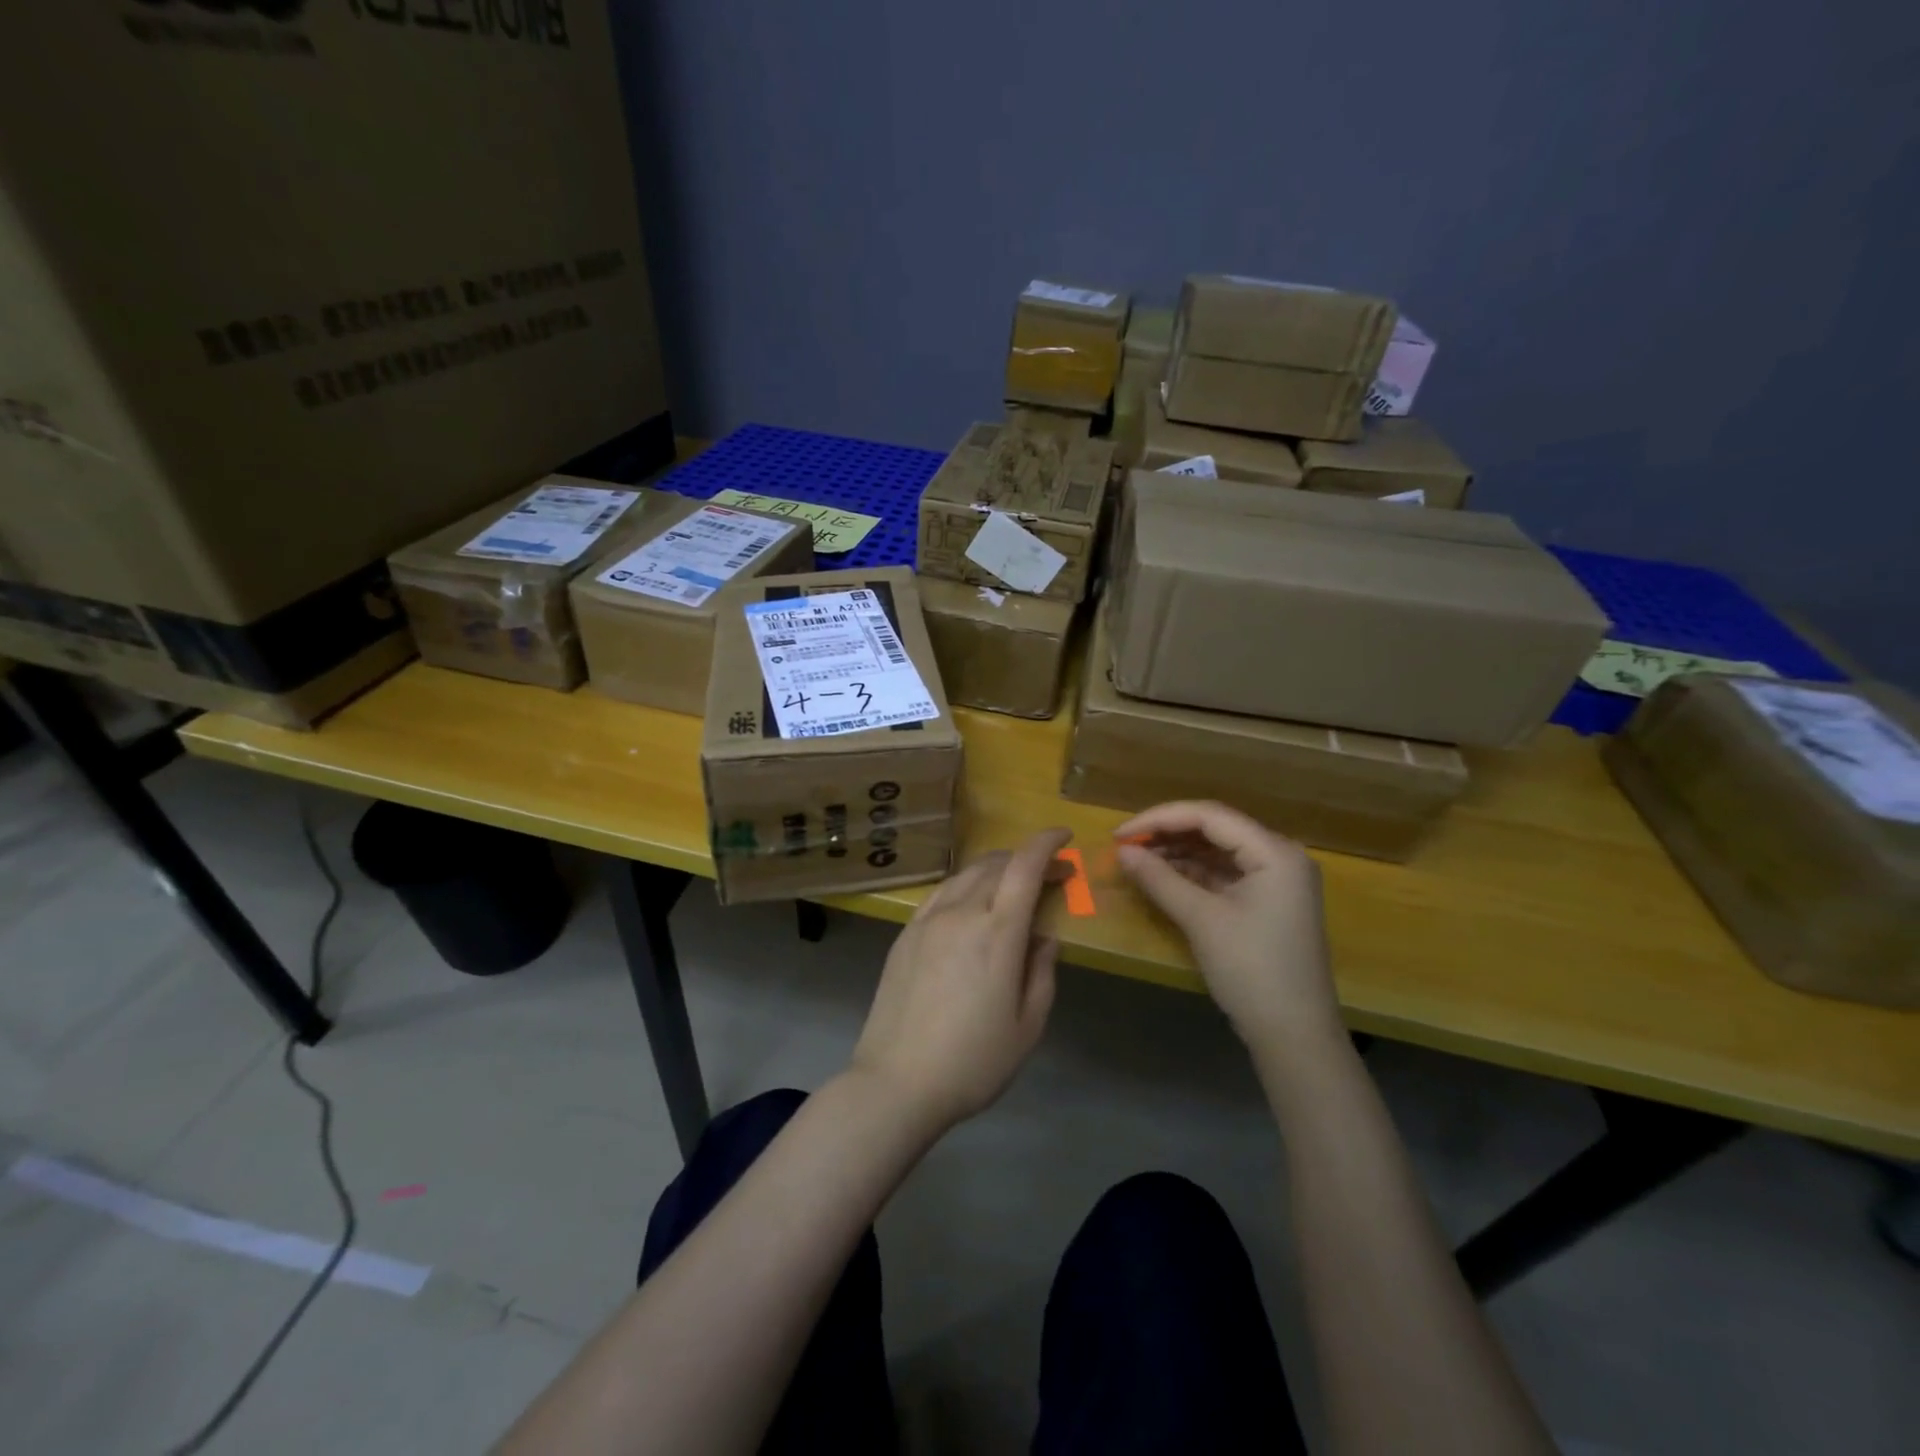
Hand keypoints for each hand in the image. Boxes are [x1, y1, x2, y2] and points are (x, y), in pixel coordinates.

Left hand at [850, 827, 1071, 1133]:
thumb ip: (1042, 973)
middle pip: (996, 865)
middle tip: (1049, 875)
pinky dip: (964, 885)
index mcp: (998, 933)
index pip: (1025, 866)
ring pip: (965, 874)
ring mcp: (928, 920)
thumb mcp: (1028, 1026)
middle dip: (1026, 859)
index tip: (1064, 837)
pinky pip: (940, 893)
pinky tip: (970, 902)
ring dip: (995, 869)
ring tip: (1011, 885)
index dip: (1046, 843)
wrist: (896, 1082)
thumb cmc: (973, 1062)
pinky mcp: (905, 934)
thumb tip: (1044, 937)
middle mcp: (962, 913)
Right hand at [1114, 802, 1339, 1050]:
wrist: (1294, 1036)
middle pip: (1215, 828)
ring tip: (1137, 859)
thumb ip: (1159, 878)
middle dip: (1167, 832)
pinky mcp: (1268, 901)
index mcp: (1275, 852)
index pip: (1210, 816)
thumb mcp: (1201, 920)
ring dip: (1178, 852)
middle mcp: (1280, 855)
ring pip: (1218, 850)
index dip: (1159, 818)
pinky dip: (1193, 872)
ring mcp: (1276, 880)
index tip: (1119, 834)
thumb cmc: (1251, 970)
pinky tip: (1162, 876)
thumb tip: (1122, 851)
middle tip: (1125, 845)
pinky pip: (1225, 873)